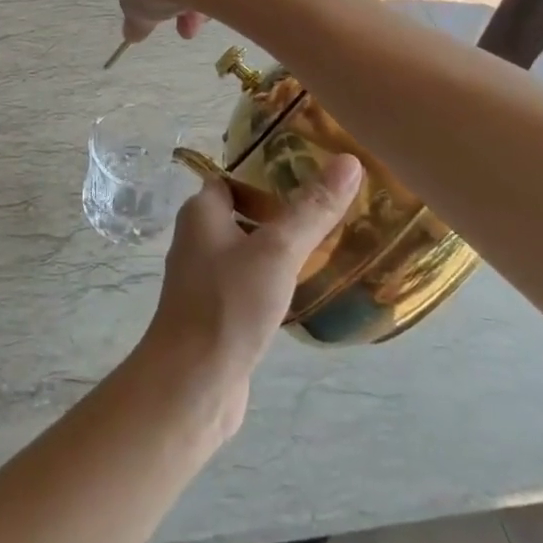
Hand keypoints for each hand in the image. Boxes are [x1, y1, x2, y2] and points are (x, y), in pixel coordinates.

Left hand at [137, 154, 363, 438]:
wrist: (193, 382)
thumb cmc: (229, 304)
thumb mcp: (277, 250)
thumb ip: (312, 209)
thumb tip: (349, 160)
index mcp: (201, 213)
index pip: (232, 179)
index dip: (265, 174)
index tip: (310, 176)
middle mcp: (197, 240)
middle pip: (241, 214)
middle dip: (279, 213)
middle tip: (328, 213)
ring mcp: (204, 280)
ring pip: (246, 252)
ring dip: (277, 250)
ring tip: (326, 249)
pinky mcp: (216, 314)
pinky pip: (247, 286)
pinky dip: (272, 283)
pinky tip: (302, 292)